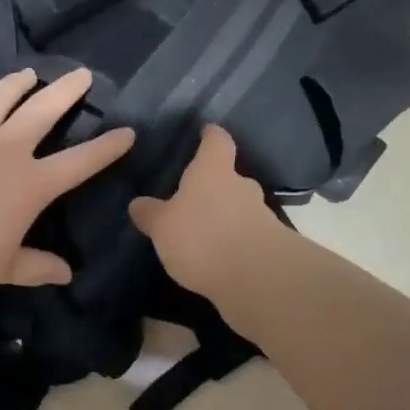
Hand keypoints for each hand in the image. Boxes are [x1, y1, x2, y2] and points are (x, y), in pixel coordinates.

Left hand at [0, 68, 133, 300]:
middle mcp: (6, 149)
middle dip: (67, 91)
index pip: (80, 162)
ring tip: (28, 74)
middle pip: (44, 111)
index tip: (127, 132)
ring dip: (16, 84)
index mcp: (31, 184)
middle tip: (82, 74)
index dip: (107, 147)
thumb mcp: (4, 268)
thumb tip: (67, 274)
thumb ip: (37, 266)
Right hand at [129, 126, 282, 296]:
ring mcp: (261, 216)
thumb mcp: (163, 227)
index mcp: (213, 171)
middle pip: (230, 177)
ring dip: (226, 218)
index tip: (207, 131)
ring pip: (240, 208)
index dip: (211, 136)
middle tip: (195, 198)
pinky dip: (235, 244)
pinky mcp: (271, 246)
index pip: (217, 141)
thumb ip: (151, 214)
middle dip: (215, 186)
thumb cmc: (202, 237)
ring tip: (204, 234)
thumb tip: (138, 203)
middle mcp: (241, 186)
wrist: (258, 278)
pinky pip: (248, 237)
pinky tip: (219, 259)